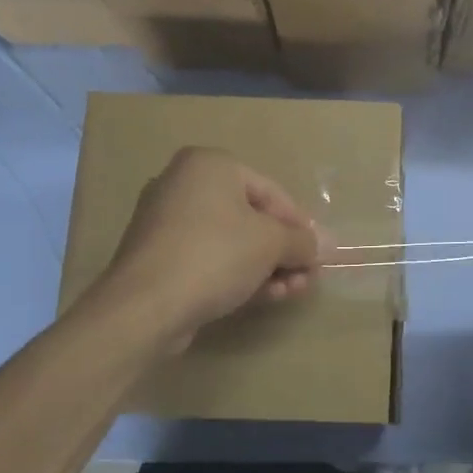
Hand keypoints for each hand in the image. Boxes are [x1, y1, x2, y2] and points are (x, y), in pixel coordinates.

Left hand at [96, 148, 322, 351]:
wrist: (145, 307)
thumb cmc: (214, 256)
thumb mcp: (270, 244)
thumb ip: (303, 241)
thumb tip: (328, 244)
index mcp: (209, 165)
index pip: (271, 191)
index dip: (300, 224)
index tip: (319, 253)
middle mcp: (184, 185)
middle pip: (252, 218)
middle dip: (284, 251)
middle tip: (307, 277)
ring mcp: (166, 223)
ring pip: (232, 242)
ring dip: (267, 267)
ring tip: (290, 292)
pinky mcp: (159, 258)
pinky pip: (209, 259)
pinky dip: (237, 274)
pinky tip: (263, 297)